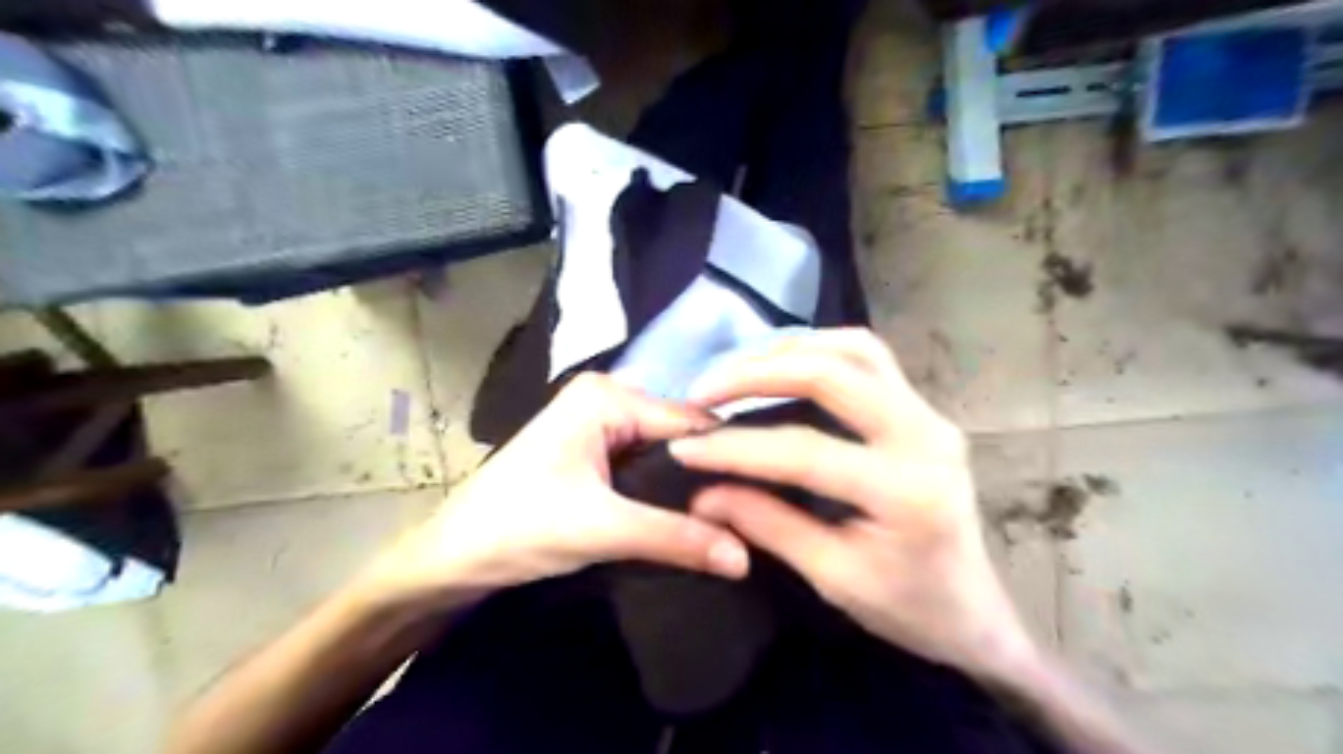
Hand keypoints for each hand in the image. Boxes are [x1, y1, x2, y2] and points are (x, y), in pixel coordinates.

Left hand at [362, 371, 749, 613]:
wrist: (450, 559)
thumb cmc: (516, 528)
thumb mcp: (602, 529)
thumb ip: (677, 538)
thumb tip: (746, 557)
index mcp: (606, 396)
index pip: (688, 421)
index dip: (727, 457)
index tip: (767, 493)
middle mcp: (607, 398)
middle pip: (678, 435)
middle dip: (709, 472)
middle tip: (754, 511)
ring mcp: (598, 425)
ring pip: (663, 453)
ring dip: (689, 484)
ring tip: (734, 515)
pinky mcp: (593, 452)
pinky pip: (645, 465)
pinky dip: (666, 489)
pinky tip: (693, 514)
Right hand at [671, 329, 1036, 677]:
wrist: (974, 609)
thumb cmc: (908, 607)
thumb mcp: (833, 577)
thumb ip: (767, 525)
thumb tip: (702, 493)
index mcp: (905, 490)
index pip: (804, 451)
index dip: (736, 447)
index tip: (684, 447)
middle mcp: (926, 435)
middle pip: (833, 373)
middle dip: (757, 373)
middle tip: (704, 390)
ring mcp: (930, 413)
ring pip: (854, 349)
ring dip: (788, 350)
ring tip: (735, 369)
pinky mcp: (923, 408)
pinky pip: (868, 358)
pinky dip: (817, 350)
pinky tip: (782, 365)